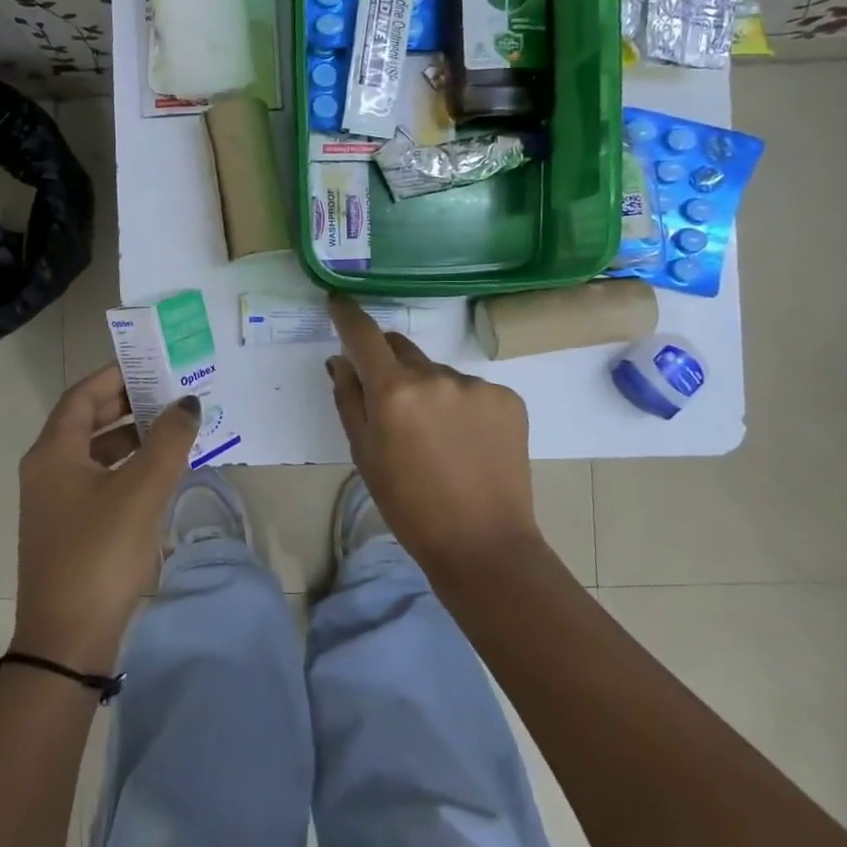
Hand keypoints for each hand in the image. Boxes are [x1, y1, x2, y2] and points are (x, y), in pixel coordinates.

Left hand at [12, 365, 200, 673]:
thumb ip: (168, 439)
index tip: (152, 364)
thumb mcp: (142, 490)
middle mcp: (47, 470)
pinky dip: (127, 469)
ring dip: (130, 438)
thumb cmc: (101, 553)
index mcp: (54, 452)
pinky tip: (158, 476)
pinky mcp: (69, 529)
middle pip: (87, 422)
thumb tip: (187, 402)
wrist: (67, 641)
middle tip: (169, 393)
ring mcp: (55, 503)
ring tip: (172, 430)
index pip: (83, 396)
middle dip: (127, 404)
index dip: (115, 376)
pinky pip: (99, 482)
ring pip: (94, 454)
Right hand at [326, 292, 543, 579]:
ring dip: (427, 389)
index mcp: (394, 392)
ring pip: (437, 372)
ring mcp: (476, 385)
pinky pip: (471, 389)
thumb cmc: (408, 505)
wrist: (482, 543)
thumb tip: (341, 360)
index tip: (338, 303)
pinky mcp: (508, 398)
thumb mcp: (363, 454)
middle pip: (401, 349)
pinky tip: (466, 441)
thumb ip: (348, 399)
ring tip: (435, 437)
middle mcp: (435, 376)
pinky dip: (460, 405)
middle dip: (388, 364)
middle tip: (389, 403)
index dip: (347, 314)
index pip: (364, 334)